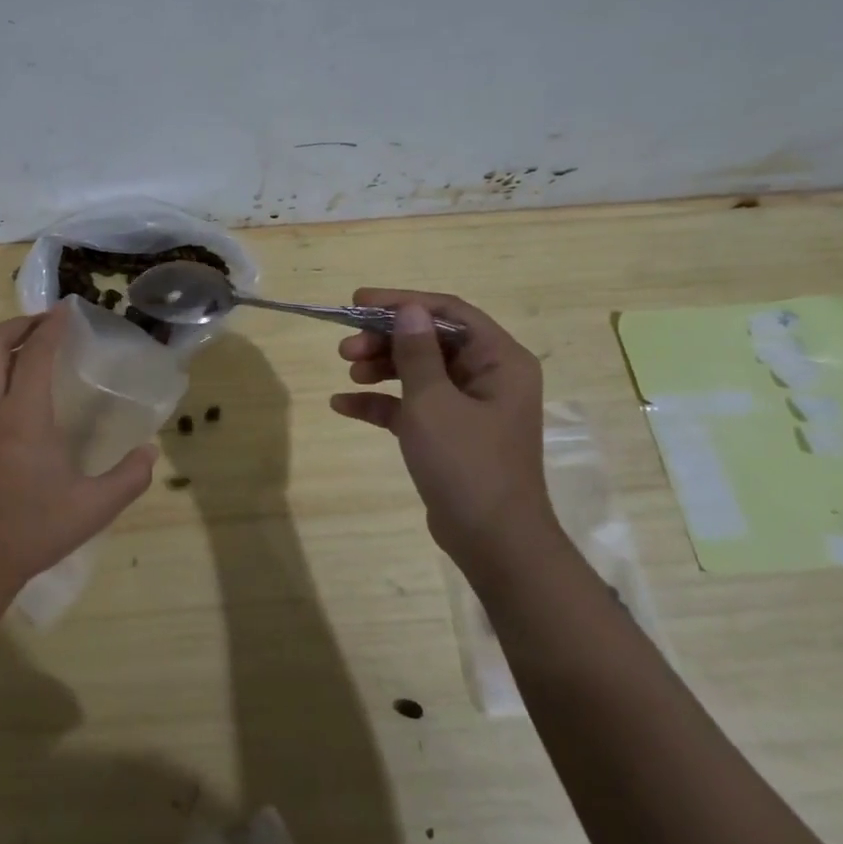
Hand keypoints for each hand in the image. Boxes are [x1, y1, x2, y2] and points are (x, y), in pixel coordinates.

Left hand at [0, 305, 157, 618]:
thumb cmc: (35, 531)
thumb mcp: (94, 507)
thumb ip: (129, 477)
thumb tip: (150, 452)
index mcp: (23, 418)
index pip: (37, 354)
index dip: (53, 326)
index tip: (67, 309)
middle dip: (19, 324)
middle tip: (46, 324)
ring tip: (27, 353)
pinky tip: (11, 396)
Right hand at [330, 289, 551, 562]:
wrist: (492, 541)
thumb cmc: (467, 463)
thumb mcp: (432, 401)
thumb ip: (417, 352)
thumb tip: (408, 309)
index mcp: (499, 359)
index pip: (448, 312)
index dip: (402, 302)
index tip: (358, 302)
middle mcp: (488, 376)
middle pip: (430, 340)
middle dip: (385, 339)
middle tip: (346, 347)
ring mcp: (468, 406)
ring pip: (418, 370)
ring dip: (380, 366)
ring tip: (347, 371)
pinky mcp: (449, 433)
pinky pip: (411, 404)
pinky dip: (381, 402)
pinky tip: (342, 404)